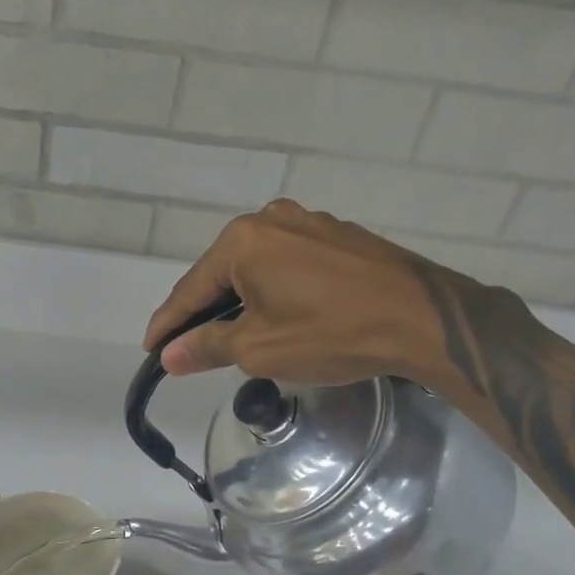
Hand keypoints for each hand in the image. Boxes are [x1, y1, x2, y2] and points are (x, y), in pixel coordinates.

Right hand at [144, 200, 528, 390]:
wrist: (424, 319)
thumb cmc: (332, 332)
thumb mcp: (260, 348)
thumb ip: (208, 346)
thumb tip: (170, 355)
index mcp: (243, 240)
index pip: (190, 289)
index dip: (167, 324)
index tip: (149, 350)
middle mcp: (271, 219)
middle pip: (222, 272)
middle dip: (203, 311)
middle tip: (187, 345)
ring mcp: (309, 222)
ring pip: (256, 266)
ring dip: (240, 299)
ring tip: (231, 333)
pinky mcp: (338, 235)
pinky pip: (288, 263)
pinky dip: (273, 288)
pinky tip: (278, 312)